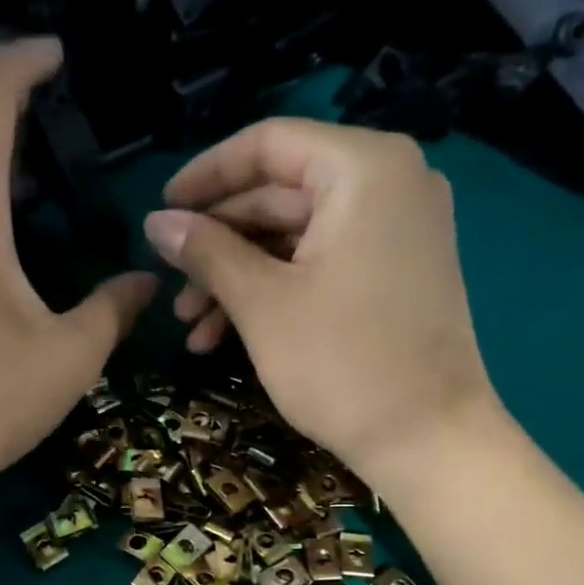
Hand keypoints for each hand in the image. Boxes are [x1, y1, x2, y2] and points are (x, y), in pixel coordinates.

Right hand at [143, 118, 498, 488]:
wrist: (428, 439)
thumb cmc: (341, 364)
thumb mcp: (261, 303)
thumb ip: (206, 251)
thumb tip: (155, 222)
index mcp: (364, 168)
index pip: (268, 144)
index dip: (205, 176)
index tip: (161, 211)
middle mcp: (390, 182)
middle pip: (280, 193)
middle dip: (218, 246)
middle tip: (170, 289)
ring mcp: (398, 229)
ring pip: (295, 236)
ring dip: (238, 278)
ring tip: (192, 330)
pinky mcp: (397, 271)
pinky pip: (322, 262)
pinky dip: (276, 291)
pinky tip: (227, 336)